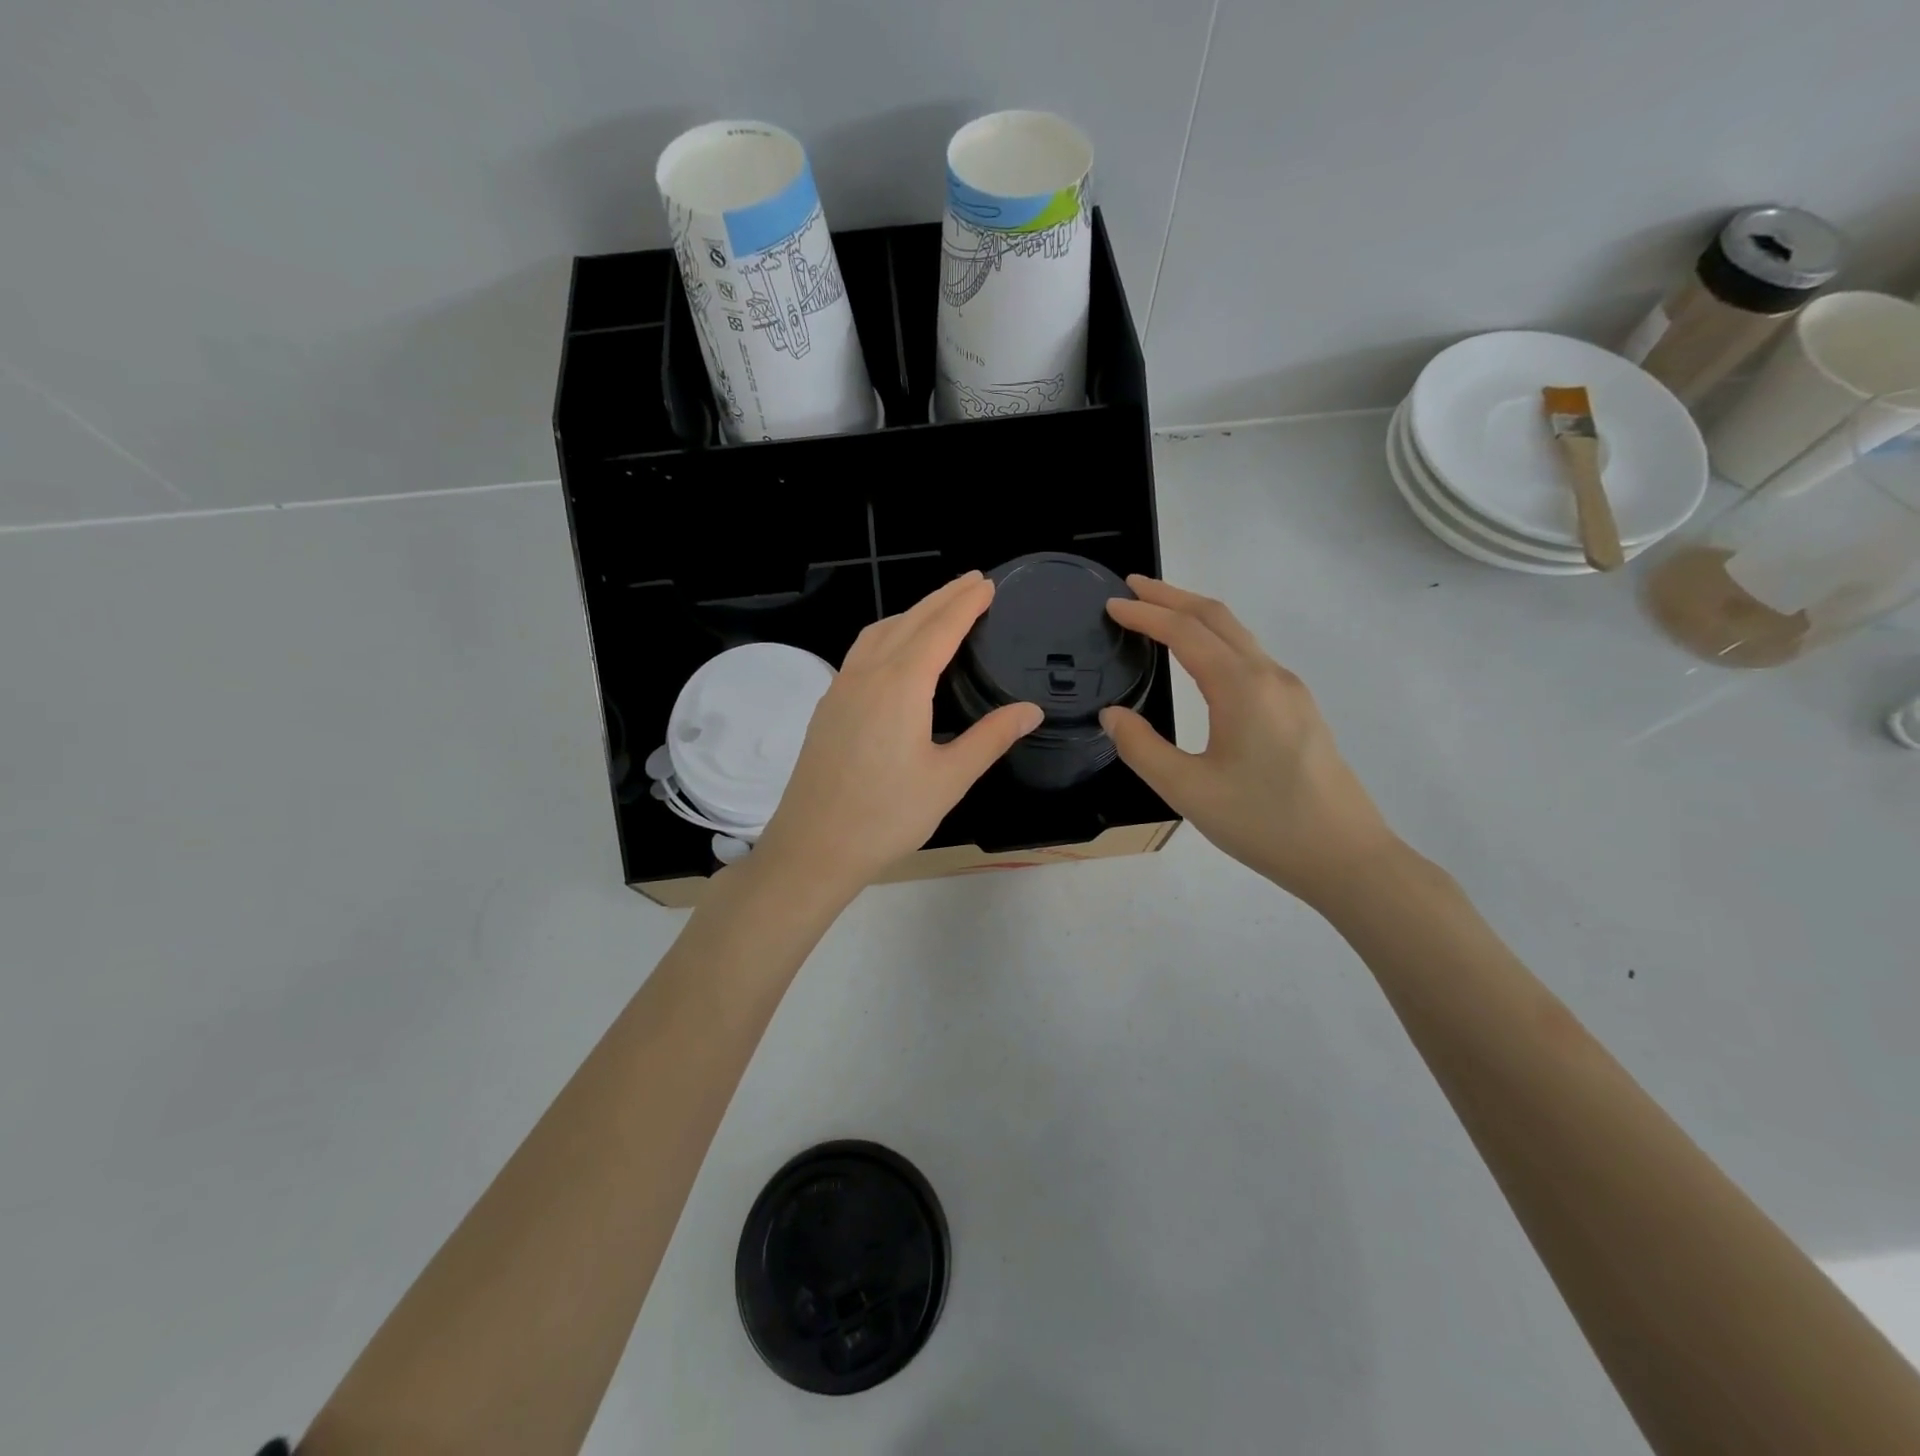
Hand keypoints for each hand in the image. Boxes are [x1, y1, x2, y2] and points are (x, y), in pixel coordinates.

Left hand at [752, 572, 1043, 902]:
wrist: (813, 847)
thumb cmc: (887, 816)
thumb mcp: (950, 779)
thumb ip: (991, 738)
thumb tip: (1031, 710)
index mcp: (901, 685)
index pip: (940, 629)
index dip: (966, 604)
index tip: (988, 584)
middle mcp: (867, 674)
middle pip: (909, 621)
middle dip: (942, 598)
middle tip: (972, 582)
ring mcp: (841, 688)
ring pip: (879, 632)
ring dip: (911, 613)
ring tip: (938, 609)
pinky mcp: (827, 706)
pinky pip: (861, 652)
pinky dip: (886, 634)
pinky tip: (894, 651)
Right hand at [1101, 577, 1399, 907]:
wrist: (1346, 857)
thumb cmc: (1263, 823)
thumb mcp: (1187, 791)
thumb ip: (1141, 748)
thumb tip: (1112, 715)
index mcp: (1241, 687)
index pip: (1185, 632)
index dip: (1145, 614)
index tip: (1111, 604)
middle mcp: (1269, 676)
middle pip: (1217, 616)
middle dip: (1172, 596)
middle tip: (1132, 588)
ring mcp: (1290, 691)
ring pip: (1238, 634)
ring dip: (1196, 616)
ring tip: (1159, 614)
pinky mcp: (1299, 710)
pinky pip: (1250, 656)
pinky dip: (1216, 640)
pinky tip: (1201, 660)